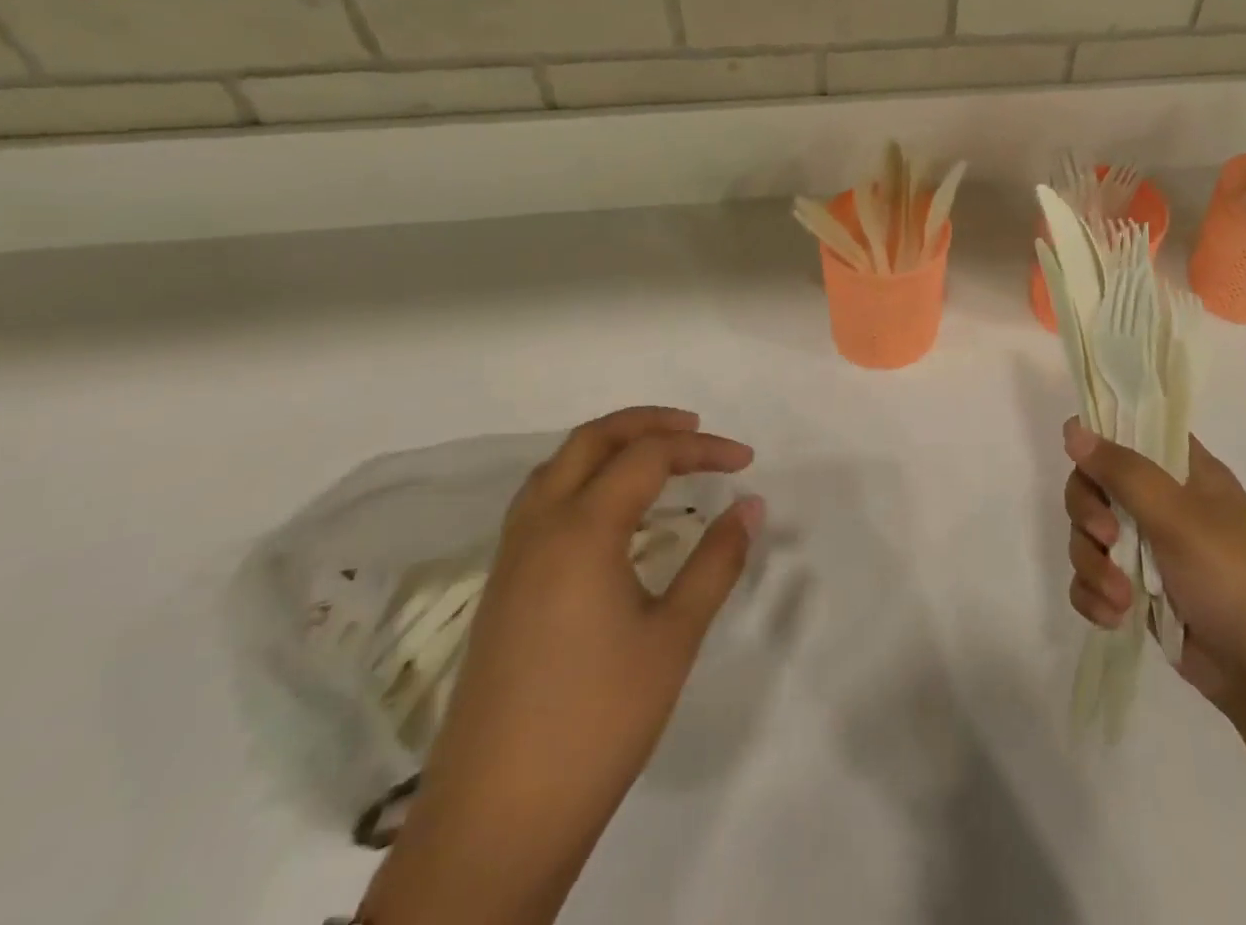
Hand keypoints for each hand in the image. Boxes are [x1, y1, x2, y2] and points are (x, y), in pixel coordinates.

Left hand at [364, 407, 762, 924]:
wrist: (495, 823)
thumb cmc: (597, 721)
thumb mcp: (674, 637)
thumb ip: (716, 562)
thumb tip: (751, 506)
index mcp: (581, 531)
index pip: (648, 457)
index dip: (702, 449)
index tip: (746, 462)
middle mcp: (538, 528)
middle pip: (590, 441)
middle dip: (647, 423)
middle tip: (696, 430)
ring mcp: (511, 559)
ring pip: (557, 467)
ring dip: (609, 446)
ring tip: (656, 457)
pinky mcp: (502, 589)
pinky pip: (541, 502)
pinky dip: (583, 479)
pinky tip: (610, 513)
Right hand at [1063, 417, 1245, 714]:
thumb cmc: (1229, 578)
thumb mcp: (1177, 517)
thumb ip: (1123, 471)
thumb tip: (1072, 429)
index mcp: (1184, 471)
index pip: (1132, 432)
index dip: (1102, 441)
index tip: (1084, 464)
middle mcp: (1163, 502)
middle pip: (1095, 484)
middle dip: (1090, 516)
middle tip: (1106, 538)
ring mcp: (1148, 547)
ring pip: (1088, 534)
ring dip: (1094, 565)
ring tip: (1120, 596)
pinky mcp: (1135, 588)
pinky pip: (1091, 577)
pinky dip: (1095, 594)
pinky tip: (1115, 616)